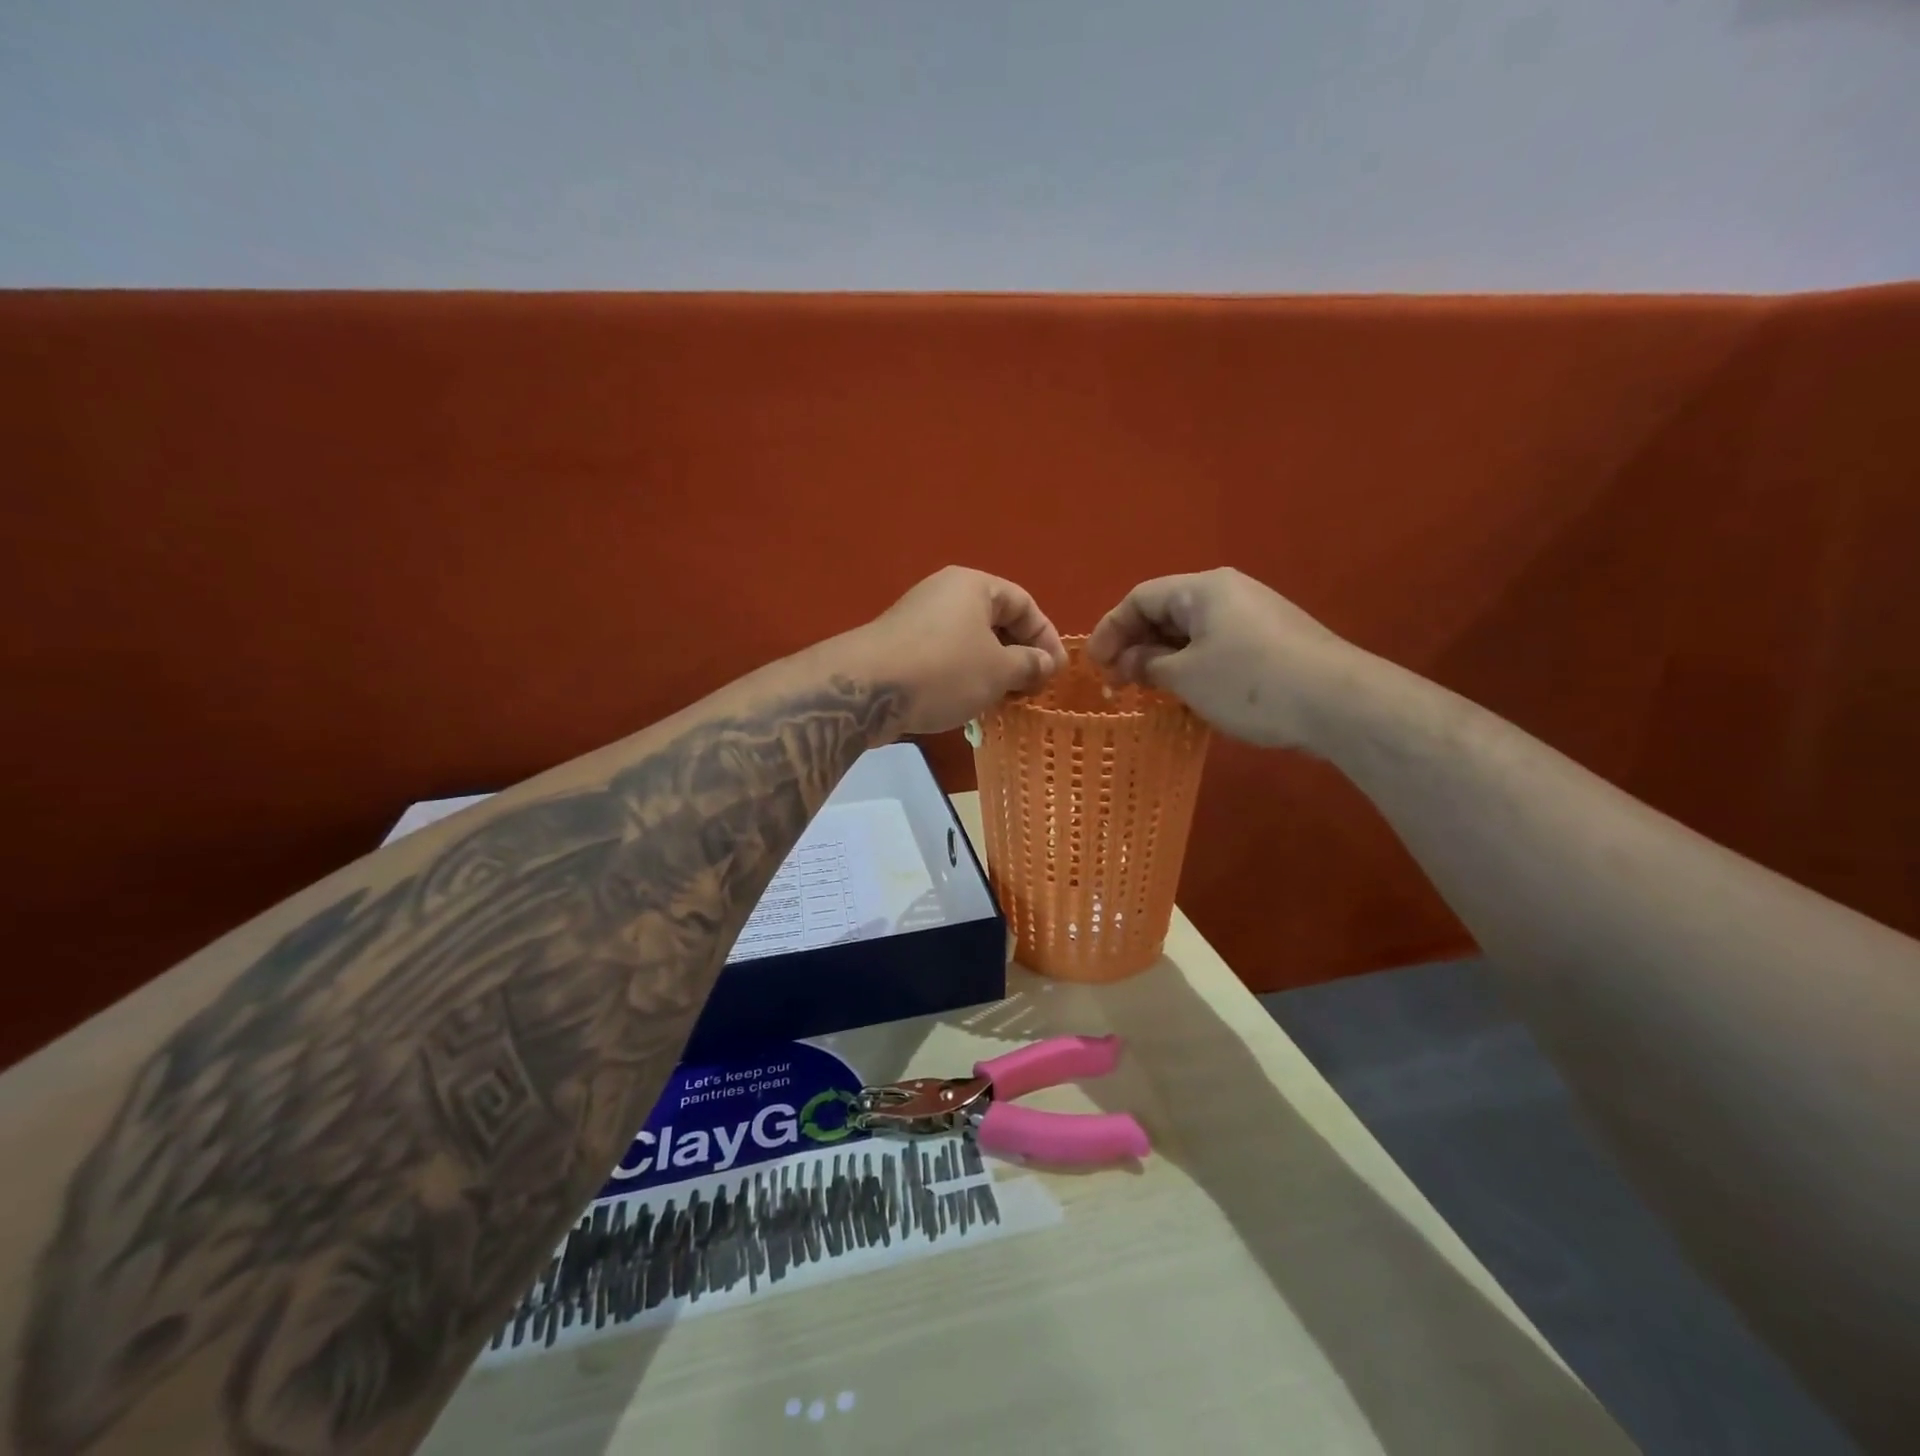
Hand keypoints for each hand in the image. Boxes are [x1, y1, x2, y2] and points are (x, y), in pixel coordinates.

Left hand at [854, 567, 1068, 735]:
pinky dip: (964, 676)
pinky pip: (945, 657)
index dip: (1046, 638)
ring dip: (992, 670)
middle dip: (1019, 656)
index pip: (1024, 603)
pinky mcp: (900, 646)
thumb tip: (1045, 664)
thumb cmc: (944, 671)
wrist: (867, 689)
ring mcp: (918, 619)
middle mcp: (945, 593)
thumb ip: (1029, 664)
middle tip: (1032, 690)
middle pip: (995, 621)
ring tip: (1005, 701)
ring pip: (969, 642)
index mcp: (973, 585)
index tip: (1057, 673)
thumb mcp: (998, 670)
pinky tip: (970, 704)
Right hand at [1085, 568, 1362, 749]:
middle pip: (1165, 611)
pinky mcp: (1272, 641)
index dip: (1110, 629)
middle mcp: (1228, 592)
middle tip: (1117, 682)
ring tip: (1147, 690)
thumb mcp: (1185, 676)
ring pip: (1191, 632)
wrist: (1336, 702)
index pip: (1140, 598)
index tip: (1094, 665)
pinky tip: (1187, 693)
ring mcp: (1254, 615)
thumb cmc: (1248, 682)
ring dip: (1162, 658)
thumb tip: (1130, 662)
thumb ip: (1148, 665)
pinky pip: (1216, 645)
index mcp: (1202, 588)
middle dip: (1135, 645)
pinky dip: (1191, 665)